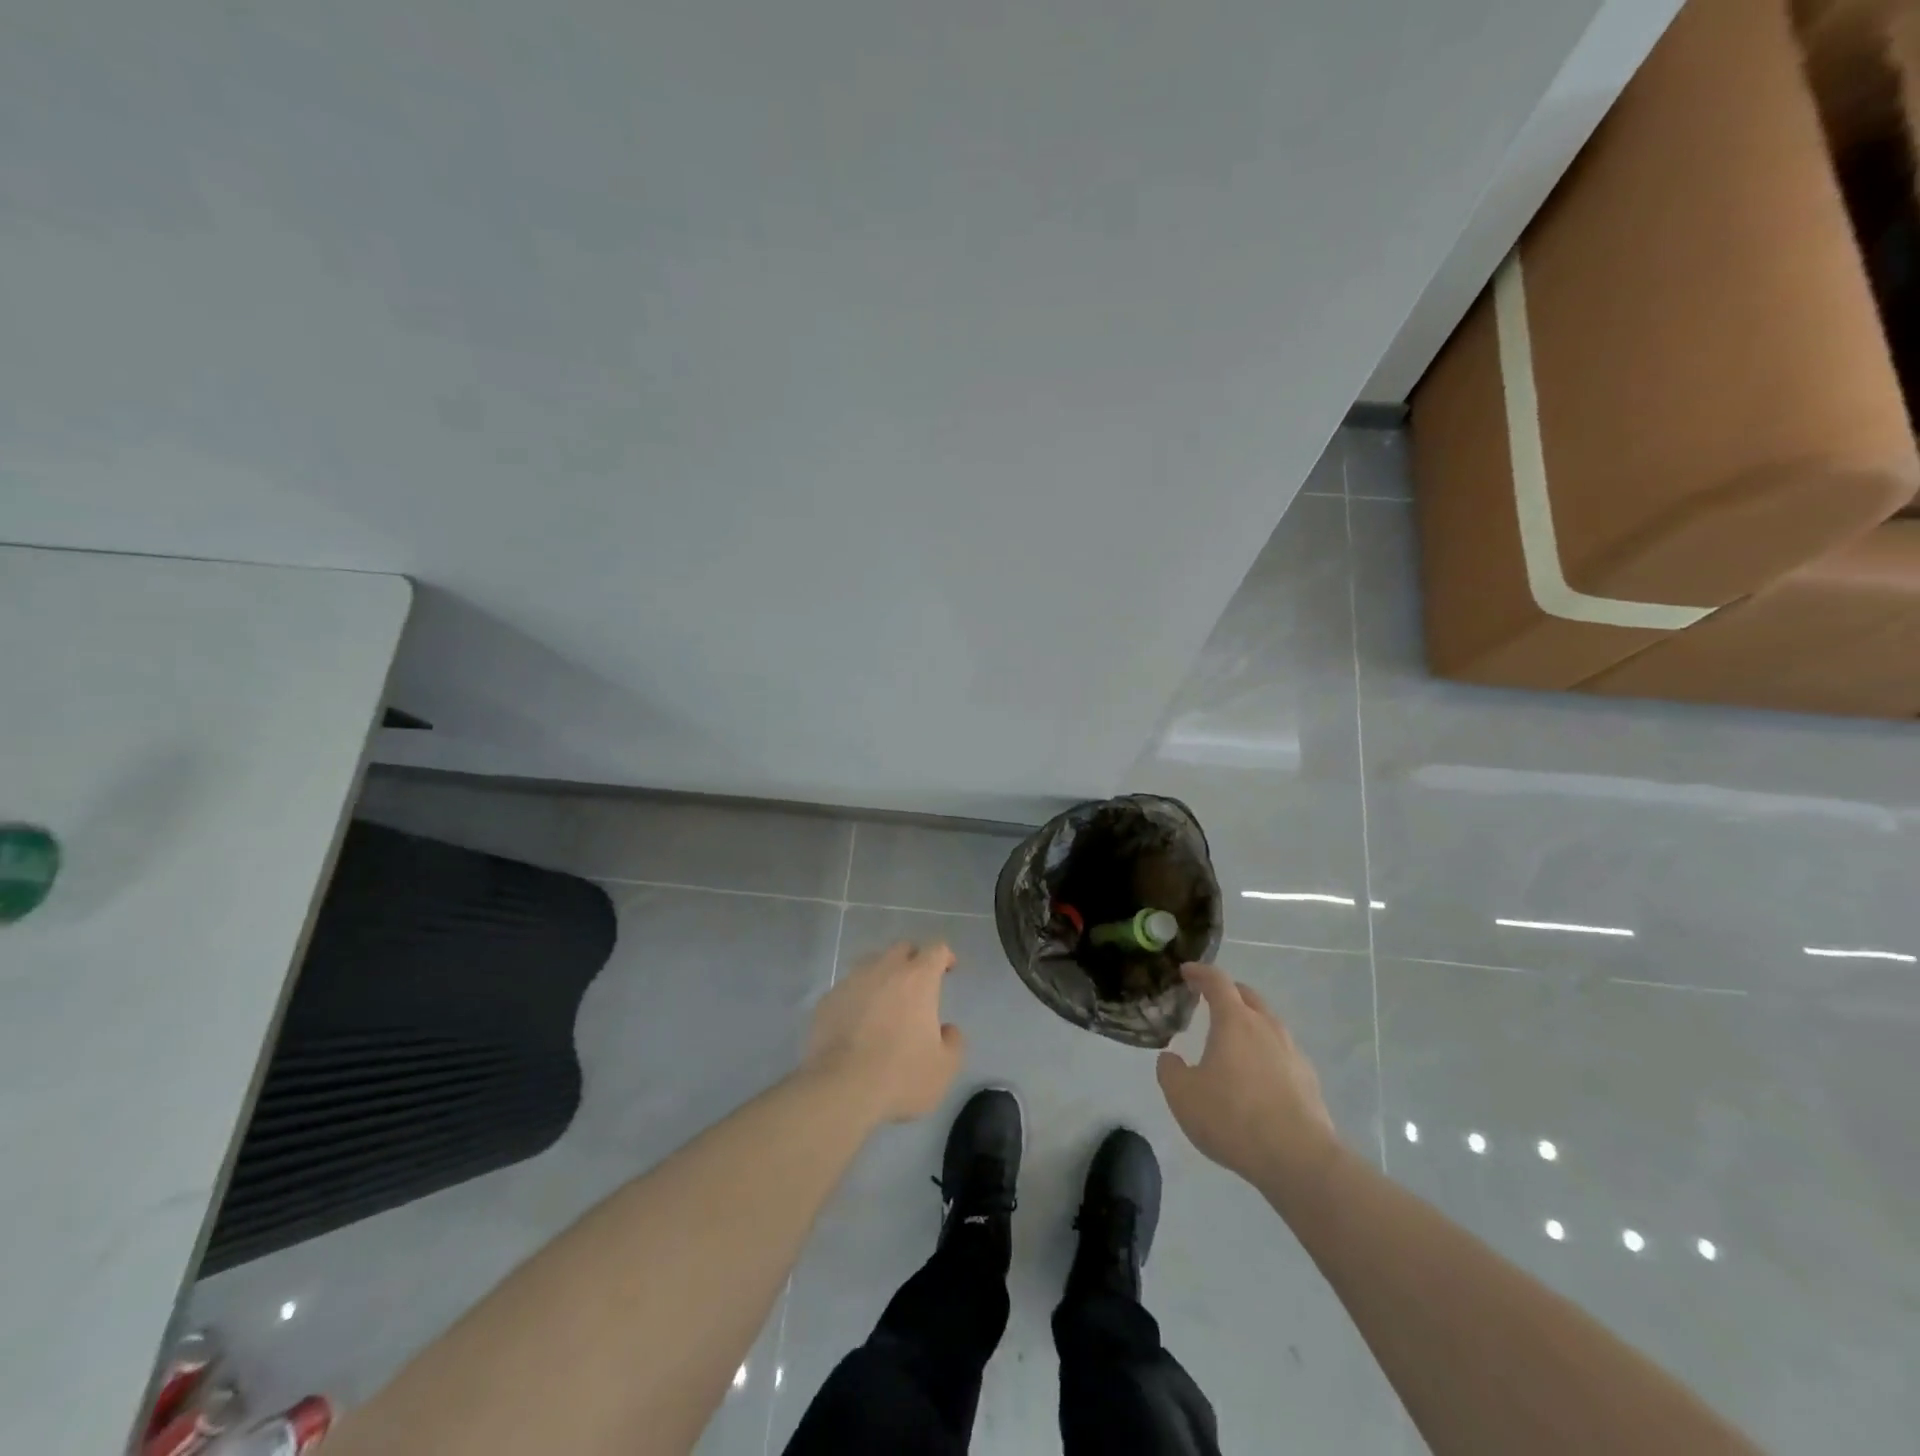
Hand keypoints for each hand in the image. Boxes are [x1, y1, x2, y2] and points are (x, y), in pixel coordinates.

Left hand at [804, 941, 965, 1122]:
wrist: (841, 1088)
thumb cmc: (901, 1074)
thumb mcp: (944, 1067)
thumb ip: (953, 1042)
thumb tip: (947, 1030)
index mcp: (918, 979)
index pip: (936, 949)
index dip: (945, 956)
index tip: (948, 969)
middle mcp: (885, 969)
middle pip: (902, 948)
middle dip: (913, 959)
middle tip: (917, 984)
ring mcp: (852, 981)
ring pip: (871, 963)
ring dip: (883, 975)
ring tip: (885, 1002)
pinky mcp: (827, 999)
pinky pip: (848, 988)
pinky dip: (857, 997)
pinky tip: (857, 1022)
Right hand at [1157, 963, 1339, 1189]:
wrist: (1299, 1159)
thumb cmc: (1233, 1117)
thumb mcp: (1182, 1096)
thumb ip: (1170, 1071)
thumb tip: (1171, 1058)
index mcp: (1234, 1020)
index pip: (1217, 981)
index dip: (1200, 972)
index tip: (1187, 971)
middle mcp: (1266, 1027)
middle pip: (1247, 996)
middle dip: (1227, 993)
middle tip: (1209, 1001)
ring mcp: (1292, 1052)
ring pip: (1268, 1024)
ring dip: (1249, 1024)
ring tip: (1232, 1042)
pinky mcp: (1309, 1080)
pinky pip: (1282, 1053)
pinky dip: (1265, 1053)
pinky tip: (1257, 1078)